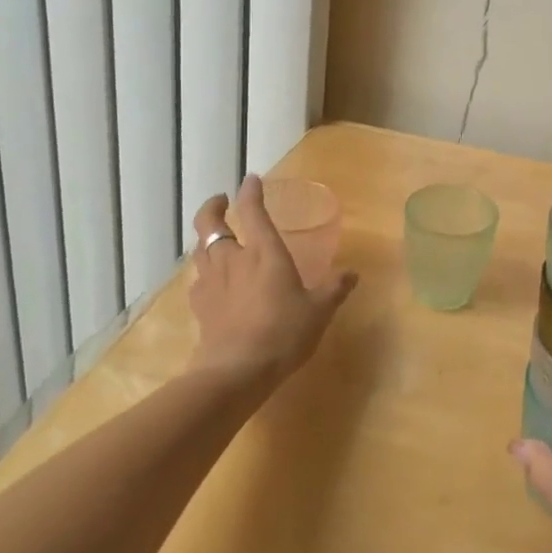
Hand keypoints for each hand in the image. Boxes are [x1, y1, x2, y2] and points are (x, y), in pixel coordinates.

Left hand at [189, 175, 357, 382]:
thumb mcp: (319, 311)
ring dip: (206, 238)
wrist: (235, 372)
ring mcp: (211, 283)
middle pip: (210, 224)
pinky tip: (213, 283)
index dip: (250, 192)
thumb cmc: (282, 333)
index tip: (251, 180)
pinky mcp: (199, 308)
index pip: (252, 211)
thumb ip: (335, 289)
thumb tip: (352, 273)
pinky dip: (205, 273)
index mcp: (264, 252)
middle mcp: (233, 260)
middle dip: (213, 208)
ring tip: (218, 239)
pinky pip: (198, 280)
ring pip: (200, 249)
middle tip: (220, 201)